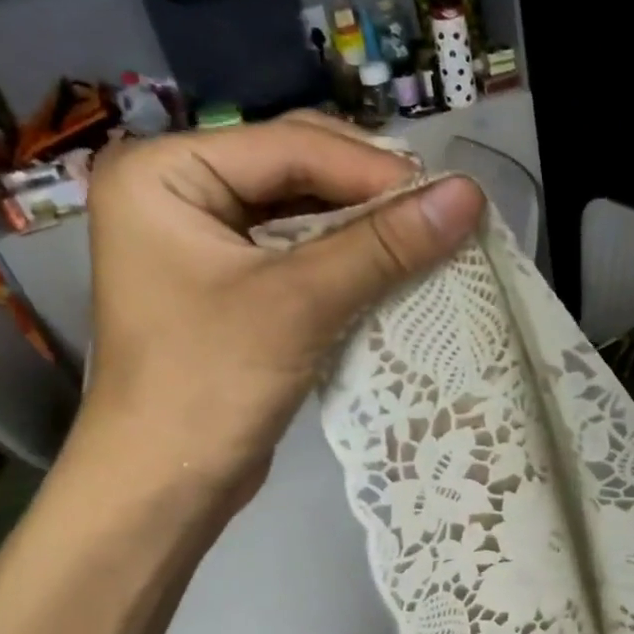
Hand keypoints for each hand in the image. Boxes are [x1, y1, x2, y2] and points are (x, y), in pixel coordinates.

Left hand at [76, 112, 483, 505]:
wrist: (163, 486)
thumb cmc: (210, 384)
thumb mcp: (299, 305)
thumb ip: (383, 246)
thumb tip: (470, 196)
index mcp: (165, 172)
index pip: (289, 146)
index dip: (374, 169)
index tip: (449, 195)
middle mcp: (178, 190)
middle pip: (296, 168)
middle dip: (370, 192)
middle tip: (440, 214)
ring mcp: (202, 237)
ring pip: (303, 210)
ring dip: (364, 226)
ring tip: (428, 237)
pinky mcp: (228, 282)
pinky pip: (298, 251)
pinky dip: (346, 258)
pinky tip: (392, 267)